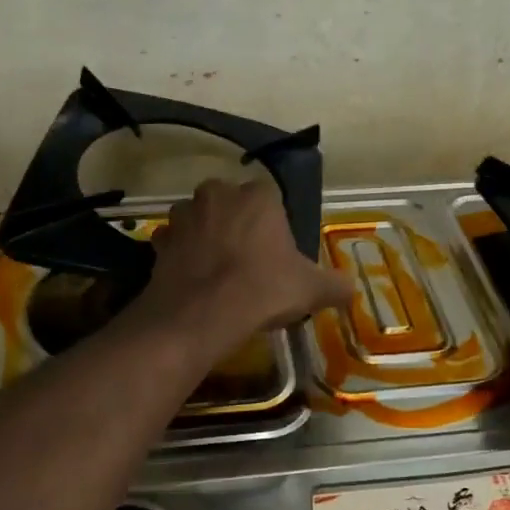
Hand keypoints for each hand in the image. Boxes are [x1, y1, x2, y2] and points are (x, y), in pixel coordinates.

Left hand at [135, 178, 350, 351]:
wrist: (201, 315)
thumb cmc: (262, 290)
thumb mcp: (311, 290)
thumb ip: (336, 285)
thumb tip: (350, 288)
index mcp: (258, 196)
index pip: (269, 198)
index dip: (273, 225)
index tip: (276, 252)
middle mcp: (218, 194)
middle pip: (230, 203)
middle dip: (236, 223)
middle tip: (247, 259)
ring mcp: (184, 215)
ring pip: (199, 219)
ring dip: (205, 235)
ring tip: (217, 269)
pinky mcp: (159, 240)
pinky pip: (173, 242)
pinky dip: (181, 254)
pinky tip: (192, 278)